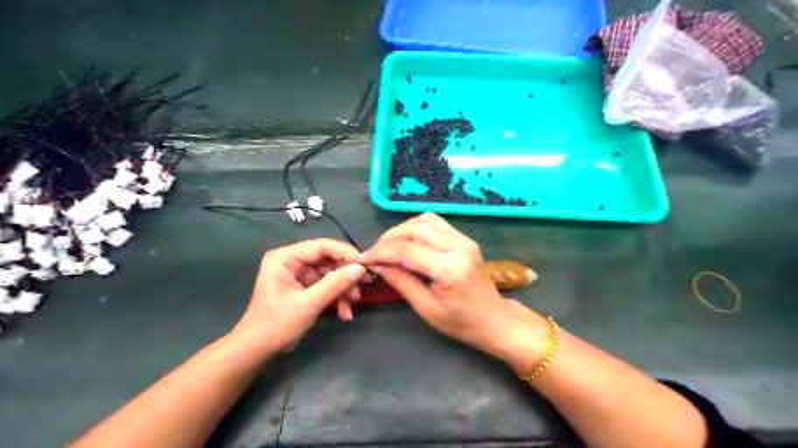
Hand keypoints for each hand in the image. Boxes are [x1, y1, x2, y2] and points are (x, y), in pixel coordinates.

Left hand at [231, 238, 366, 356]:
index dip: (345, 253)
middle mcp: (292, 261)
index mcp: (286, 257)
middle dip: (345, 275)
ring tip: (353, 304)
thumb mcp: (308, 304)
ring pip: (330, 274)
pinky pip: (326, 287)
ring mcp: (299, 275)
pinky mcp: (304, 288)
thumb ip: (335, 284)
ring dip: (343, 289)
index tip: (365, 265)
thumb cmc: (276, 324)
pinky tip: (344, 313)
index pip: (321, 246)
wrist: (257, 351)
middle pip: (328, 260)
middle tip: (363, 286)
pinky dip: (336, 298)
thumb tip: (361, 269)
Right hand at [362, 212, 548, 370]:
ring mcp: (464, 239)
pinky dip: (417, 228)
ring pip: (425, 220)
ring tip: (389, 247)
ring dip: (403, 230)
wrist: (495, 320)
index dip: (381, 252)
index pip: (406, 250)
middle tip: (375, 253)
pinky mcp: (465, 239)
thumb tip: (377, 265)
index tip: (365, 259)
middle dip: (389, 238)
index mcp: (449, 269)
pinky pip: (436, 223)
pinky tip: (409, 242)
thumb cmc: (461, 322)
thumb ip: (401, 282)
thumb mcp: (426, 308)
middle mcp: (458, 246)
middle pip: (415, 228)